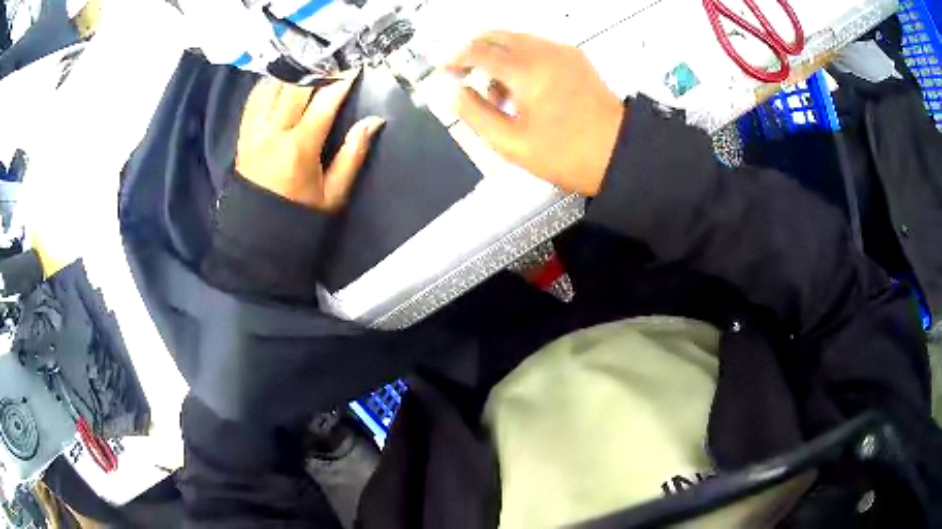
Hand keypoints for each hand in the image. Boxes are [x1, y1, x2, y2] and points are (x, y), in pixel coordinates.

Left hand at [236, 70, 384, 211]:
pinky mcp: (243, 136)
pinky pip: (253, 100)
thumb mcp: (334, 193)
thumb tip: (373, 122)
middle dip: (317, 69)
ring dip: (291, 73)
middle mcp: (273, 133)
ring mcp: (254, 133)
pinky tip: (281, 80)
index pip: (324, 102)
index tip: (354, 68)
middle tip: (333, 60)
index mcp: (299, 148)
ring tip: (309, 65)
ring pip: (271, 88)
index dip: (341, 81)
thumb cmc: (299, 216)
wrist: (257, 237)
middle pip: (295, 87)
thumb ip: (353, 154)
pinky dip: (268, 85)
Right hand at [445, 32, 624, 195]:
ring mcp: (563, 52)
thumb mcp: (511, 143)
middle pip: (495, 36)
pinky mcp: (575, 58)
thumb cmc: (572, 153)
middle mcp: (544, 52)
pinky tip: (522, 87)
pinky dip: (520, 59)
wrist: (619, 152)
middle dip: (473, 52)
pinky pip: (537, 47)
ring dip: (497, 57)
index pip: (477, 51)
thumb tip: (455, 93)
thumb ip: (475, 114)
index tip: (444, 70)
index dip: (454, 59)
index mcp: (526, 71)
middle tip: (464, 74)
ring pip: (516, 40)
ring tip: (498, 94)